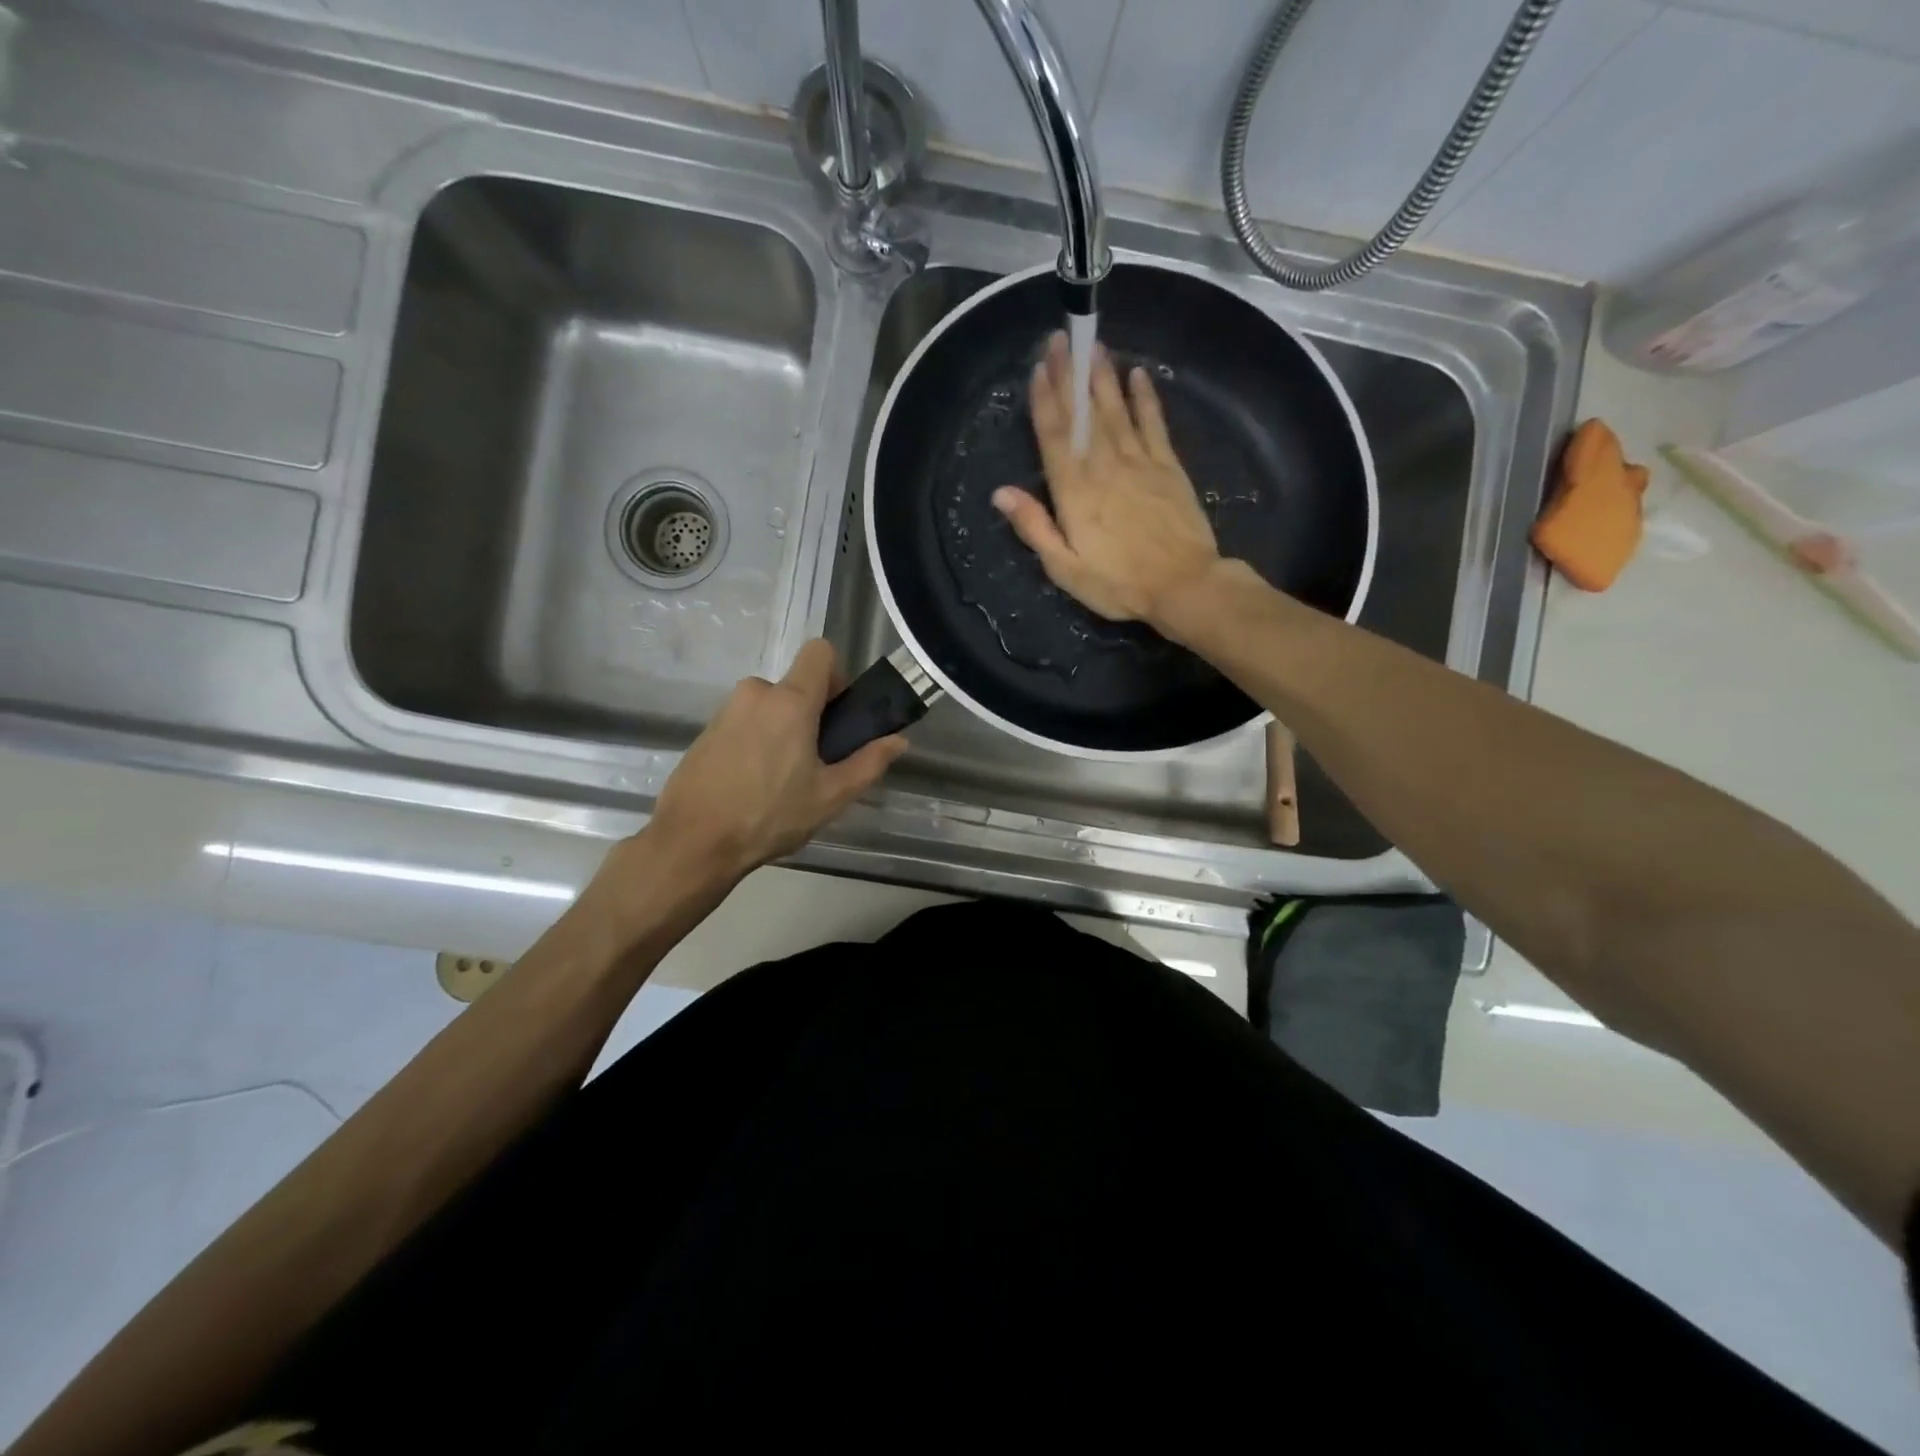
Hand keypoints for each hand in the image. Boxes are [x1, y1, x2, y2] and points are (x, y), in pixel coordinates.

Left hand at [640, 640, 907, 886]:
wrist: (693, 842)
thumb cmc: (769, 816)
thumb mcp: (830, 796)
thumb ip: (868, 763)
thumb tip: (898, 740)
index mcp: (790, 701)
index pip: (820, 652)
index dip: (837, 676)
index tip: (838, 715)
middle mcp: (756, 693)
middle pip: (796, 685)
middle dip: (811, 714)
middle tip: (815, 761)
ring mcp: (726, 710)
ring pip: (770, 705)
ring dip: (783, 729)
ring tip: (782, 779)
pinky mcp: (706, 730)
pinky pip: (745, 721)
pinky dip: (757, 740)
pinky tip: (753, 783)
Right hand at [992, 331, 1220, 623]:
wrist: (1183, 586)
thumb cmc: (1118, 584)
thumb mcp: (1065, 567)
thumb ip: (1034, 527)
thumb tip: (1001, 492)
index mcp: (1075, 491)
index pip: (1054, 436)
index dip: (1045, 400)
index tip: (1039, 367)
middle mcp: (1104, 466)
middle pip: (1082, 414)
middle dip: (1069, 375)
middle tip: (1061, 337)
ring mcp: (1140, 462)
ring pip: (1116, 410)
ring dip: (1103, 377)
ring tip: (1093, 345)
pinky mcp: (1168, 466)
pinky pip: (1154, 423)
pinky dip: (1146, 397)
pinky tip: (1139, 375)